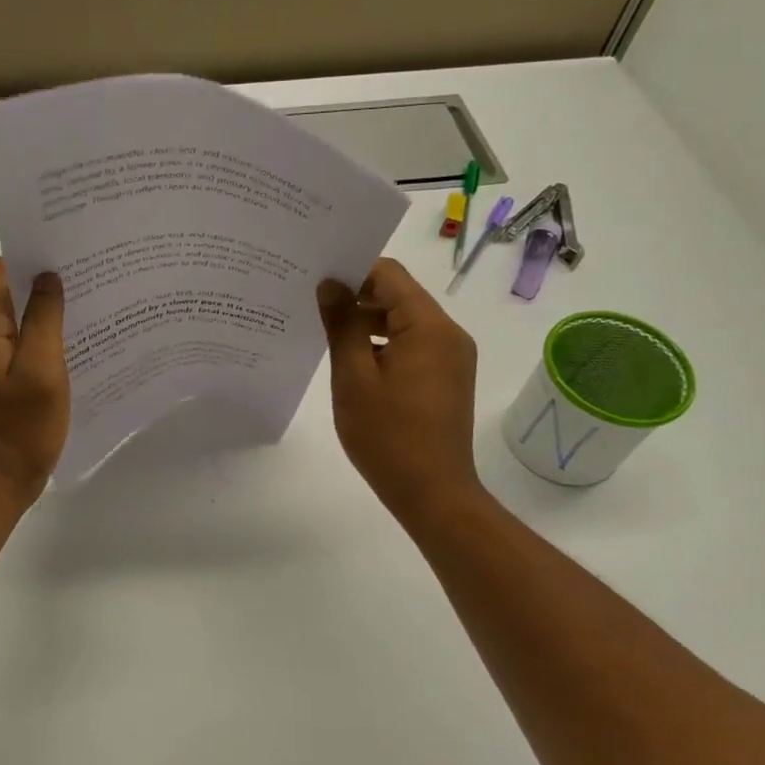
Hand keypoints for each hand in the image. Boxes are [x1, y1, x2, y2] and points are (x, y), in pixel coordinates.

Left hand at [0, 259, 69, 506]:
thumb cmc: (20, 428)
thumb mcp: (41, 369)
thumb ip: (43, 320)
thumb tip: (47, 277)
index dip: (23, 259)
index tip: (61, 259)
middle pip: (3, 296)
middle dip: (39, 286)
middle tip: (83, 283)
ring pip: (13, 325)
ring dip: (43, 316)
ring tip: (84, 312)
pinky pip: (18, 351)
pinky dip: (41, 343)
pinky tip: (71, 351)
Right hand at [318, 258, 485, 531]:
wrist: (433, 493)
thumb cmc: (388, 436)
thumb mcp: (354, 377)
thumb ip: (342, 325)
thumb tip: (330, 284)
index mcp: (429, 326)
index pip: (389, 274)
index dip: (351, 271)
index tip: (315, 281)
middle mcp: (449, 333)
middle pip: (399, 295)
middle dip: (357, 296)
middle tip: (312, 306)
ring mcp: (451, 357)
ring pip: (404, 321)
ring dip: (368, 322)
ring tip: (326, 334)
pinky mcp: (447, 377)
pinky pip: (413, 344)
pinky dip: (383, 344)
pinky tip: (353, 361)